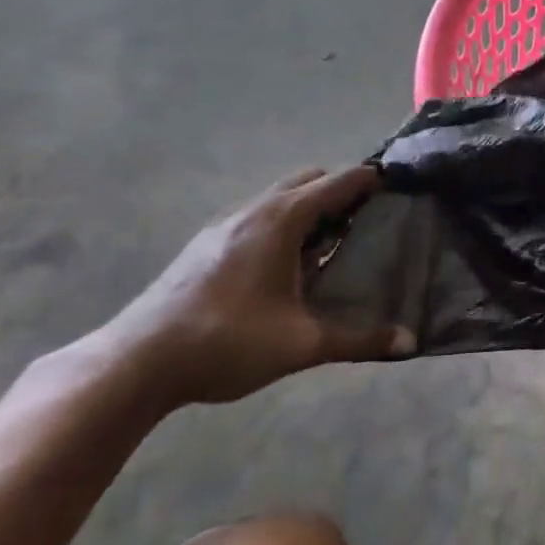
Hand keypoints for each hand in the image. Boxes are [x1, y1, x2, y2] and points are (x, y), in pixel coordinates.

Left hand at [103, 166, 412, 406]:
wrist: (135, 364)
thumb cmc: (227, 342)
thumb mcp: (301, 344)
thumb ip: (359, 339)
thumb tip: (410, 342)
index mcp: (283, 219)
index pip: (339, 182)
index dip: (370, 180)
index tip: (397, 186)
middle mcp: (255, 209)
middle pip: (309, 180)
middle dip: (339, 191)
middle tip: (365, 221)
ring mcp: (224, 224)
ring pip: (278, 197)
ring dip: (308, 208)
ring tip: (329, 244)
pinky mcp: (204, 243)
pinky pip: (256, 215)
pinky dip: (281, 223)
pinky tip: (283, 265)